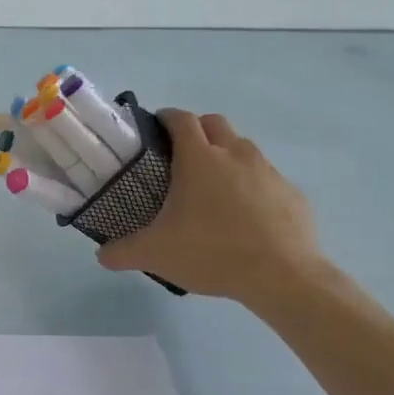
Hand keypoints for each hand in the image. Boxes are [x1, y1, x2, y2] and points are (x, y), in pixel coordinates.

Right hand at [97, 109, 324, 307]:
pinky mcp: (291, 193)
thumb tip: (102, 254)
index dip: (165, 118)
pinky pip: (266, 179)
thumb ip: (121, 252)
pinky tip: (244, 217)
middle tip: (179, 157)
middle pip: (214, 123)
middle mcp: (235, 154)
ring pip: (243, 148)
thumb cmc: (211, 253)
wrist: (283, 276)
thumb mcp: (154, 255)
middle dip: (196, 130)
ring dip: (225, 156)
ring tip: (212, 189)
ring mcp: (268, 171)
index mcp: (199, 159)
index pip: (181, 119)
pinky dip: (251, 186)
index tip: (154, 130)